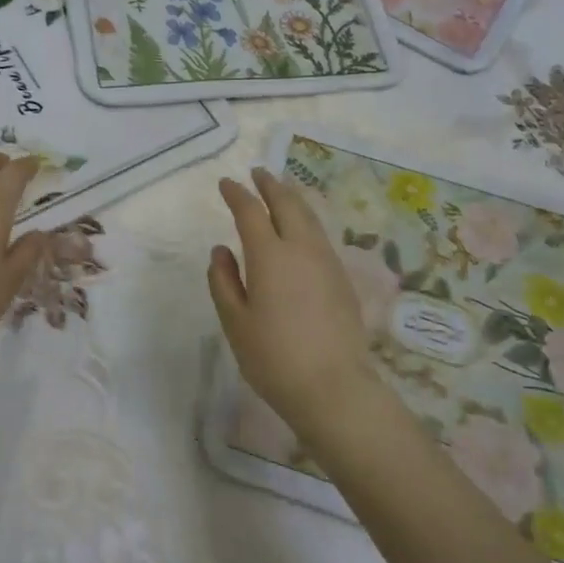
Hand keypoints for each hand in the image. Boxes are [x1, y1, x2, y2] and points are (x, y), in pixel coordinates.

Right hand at [208, 167, 375, 431]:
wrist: (334, 388)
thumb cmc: (273, 357)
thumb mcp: (235, 322)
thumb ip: (223, 281)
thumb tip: (221, 250)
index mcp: (270, 256)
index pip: (250, 212)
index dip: (237, 194)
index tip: (226, 184)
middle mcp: (302, 249)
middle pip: (287, 204)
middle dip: (270, 185)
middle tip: (258, 173)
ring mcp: (327, 262)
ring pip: (309, 217)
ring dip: (292, 199)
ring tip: (280, 192)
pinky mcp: (342, 278)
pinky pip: (320, 235)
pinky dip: (306, 220)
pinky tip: (301, 230)